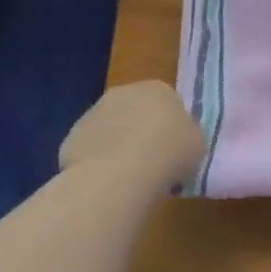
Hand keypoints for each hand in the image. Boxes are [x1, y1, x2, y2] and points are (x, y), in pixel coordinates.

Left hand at [59, 82, 204, 188]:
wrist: (121, 173)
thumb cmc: (170, 153)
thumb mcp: (198, 145)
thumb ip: (187, 136)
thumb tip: (177, 140)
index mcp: (159, 89)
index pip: (168, 103)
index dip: (172, 128)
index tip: (175, 150)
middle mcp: (124, 92)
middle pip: (136, 112)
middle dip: (142, 132)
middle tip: (152, 162)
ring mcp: (93, 112)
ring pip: (111, 130)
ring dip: (118, 146)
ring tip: (129, 177)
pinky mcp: (72, 136)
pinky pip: (92, 150)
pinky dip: (98, 162)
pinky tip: (107, 182)